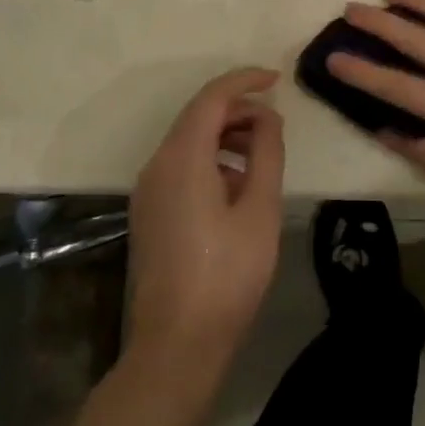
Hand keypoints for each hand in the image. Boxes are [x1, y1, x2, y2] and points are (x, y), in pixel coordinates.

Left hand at [126, 68, 285, 379]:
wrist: (176, 345)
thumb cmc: (227, 275)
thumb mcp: (260, 210)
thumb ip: (266, 153)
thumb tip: (267, 118)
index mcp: (182, 158)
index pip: (212, 98)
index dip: (244, 81)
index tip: (276, 80)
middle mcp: (157, 164)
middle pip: (197, 116)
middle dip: (237, 109)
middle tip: (275, 121)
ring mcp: (148, 189)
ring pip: (188, 141)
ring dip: (225, 134)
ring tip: (262, 151)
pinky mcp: (149, 211)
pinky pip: (180, 165)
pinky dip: (210, 158)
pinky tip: (237, 184)